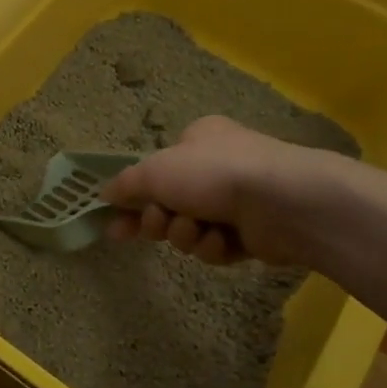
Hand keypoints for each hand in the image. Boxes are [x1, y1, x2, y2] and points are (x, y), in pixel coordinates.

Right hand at [99, 115, 349, 267]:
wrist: (283, 202)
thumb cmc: (213, 174)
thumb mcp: (155, 171)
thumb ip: (125, 184)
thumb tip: (103, 194)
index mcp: (197, 141)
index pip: (155, 170)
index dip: (132, 198)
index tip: (115, 223)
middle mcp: (217, 167)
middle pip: (169, 203)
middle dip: (160, 220)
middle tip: (159, 225)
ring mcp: (238, 200)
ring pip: (190, 228)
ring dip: (186, 234)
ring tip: (197, 230)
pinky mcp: (254, 233)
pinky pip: (216, 246)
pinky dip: (214, 246)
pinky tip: (223, 240)